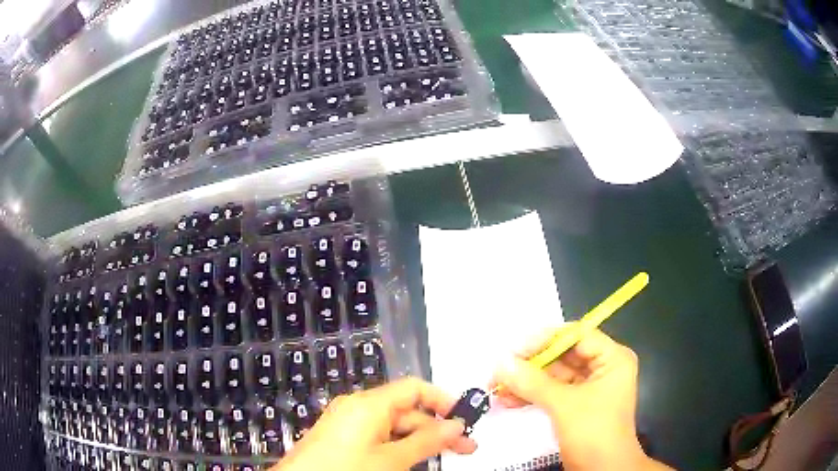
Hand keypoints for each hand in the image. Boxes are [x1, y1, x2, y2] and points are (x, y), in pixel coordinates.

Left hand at [275, 378, 476, 470]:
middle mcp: (358, 407)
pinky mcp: (341, 438)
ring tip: (443, 457)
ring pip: (393, 427)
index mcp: (369, 403)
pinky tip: (412, 459)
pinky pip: (378, 437)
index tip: (466, 420)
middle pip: (406, 410)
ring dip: (419, 440)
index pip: (414, 388)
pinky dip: (399, 446)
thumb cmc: (347, 470)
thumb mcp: (392, 460)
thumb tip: (458, 425)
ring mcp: (348, 423)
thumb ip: (427, 441)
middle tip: (466, 449)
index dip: (443, 401)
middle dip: (437, 428)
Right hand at [491, 325, 669, 470]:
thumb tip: (500, 362)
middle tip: (501, 368)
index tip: (514, 349)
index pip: (577, 335)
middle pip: (563, 355)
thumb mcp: (564, 405)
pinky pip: (552, 392)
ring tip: (498, 386)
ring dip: (527, 381)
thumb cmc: (594, 432)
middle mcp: (602, 368)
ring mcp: (589, 388)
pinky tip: (508, 400)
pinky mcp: (576, 405)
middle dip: (531, 364)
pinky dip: (532, 395)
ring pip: (554, 375)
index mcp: (612, 359)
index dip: (545, 339)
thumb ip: (532, 382)